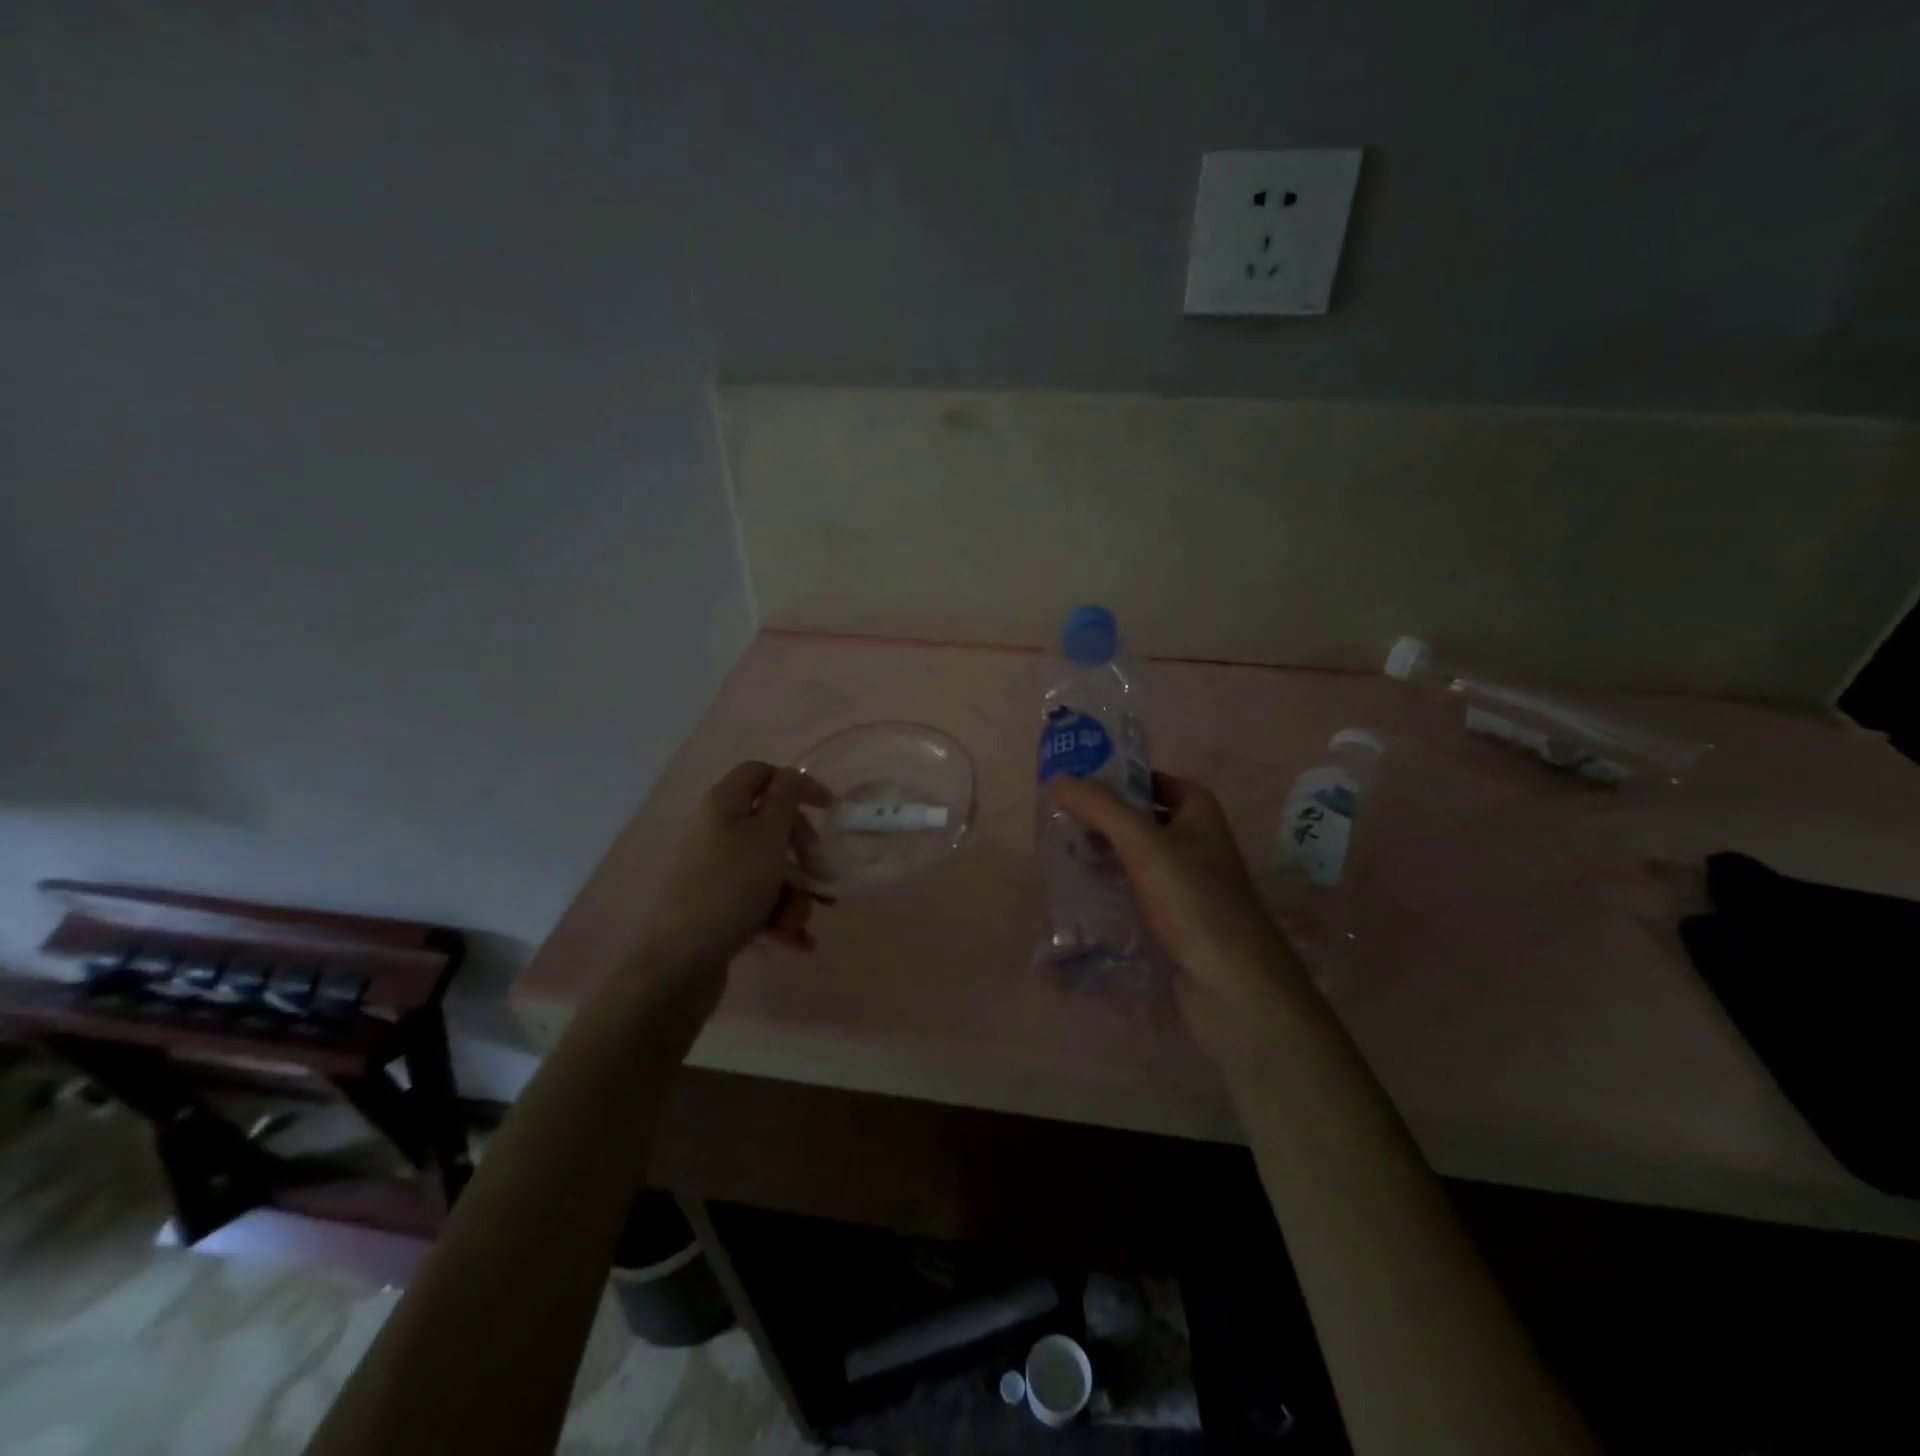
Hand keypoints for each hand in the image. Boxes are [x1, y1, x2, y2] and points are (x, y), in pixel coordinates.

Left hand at [638, 761, 832, 982]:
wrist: (679, 961)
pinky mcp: (717, 905)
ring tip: (797, 925)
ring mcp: (715, 870)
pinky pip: (758, 901)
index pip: (762, 773)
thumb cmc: (731, 888)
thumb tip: (792, 774)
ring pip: (770, 870)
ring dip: (794, 896)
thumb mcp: (768, 835)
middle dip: (802, 855)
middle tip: (819, 875)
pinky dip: (778, 917)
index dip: (798, 785)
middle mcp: (716, 831)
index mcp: (724, 804)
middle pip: (772, 826)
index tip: (829, 809)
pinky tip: (794, 941)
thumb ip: (786, 798)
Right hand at [1050, 772, 1308, 1056]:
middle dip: (1106, 820)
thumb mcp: (1145, 844)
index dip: (1126, 779)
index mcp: (1201, 816)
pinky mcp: (1176, 924)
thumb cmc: (1194, 901)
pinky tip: (1082, 897)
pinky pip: (1138, 895)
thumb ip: (1102, 808)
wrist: (1233, 987)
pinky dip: (1112, 891)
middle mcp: (1198, 846)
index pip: (1161, 782)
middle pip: (1146, 821)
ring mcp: (1188, 888)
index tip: (1083, 785)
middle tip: (1063, 821)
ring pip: (1139, 860)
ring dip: (1106, 856)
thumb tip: (1059, 778)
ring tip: (1063, 856)